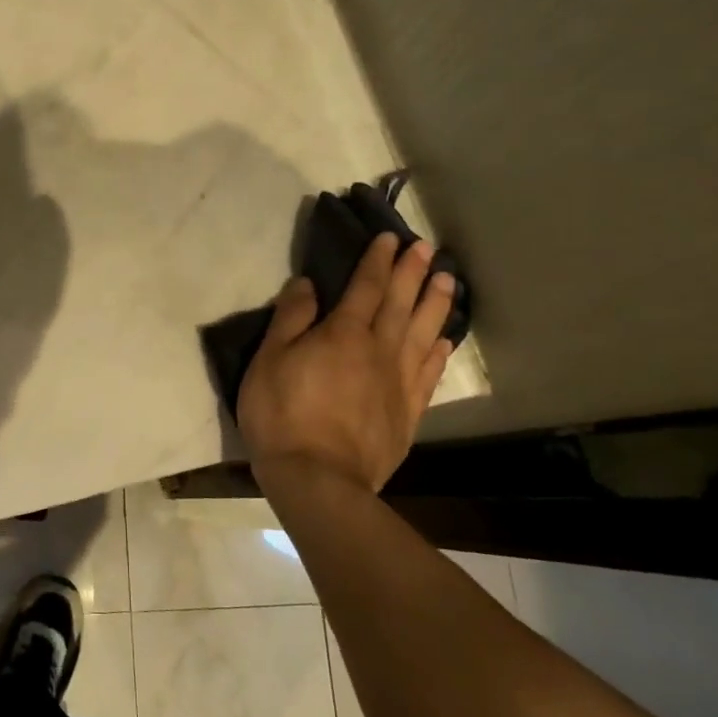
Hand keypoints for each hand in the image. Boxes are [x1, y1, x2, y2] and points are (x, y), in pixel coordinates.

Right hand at [238, 235, 455, 493]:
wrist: (317, 478)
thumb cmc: (282, 414)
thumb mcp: (269, 360)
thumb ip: (290, 319)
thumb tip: (307, 284)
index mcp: (343, 333)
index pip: (366, 286)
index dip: (378, 260)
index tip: (390, 238)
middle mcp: (379, 349)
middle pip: (401, 303)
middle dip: (414, 272)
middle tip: (428, 247)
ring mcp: (398, 382)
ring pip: (424, 333)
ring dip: (436, 304)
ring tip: (448, 280)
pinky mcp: (408, 413)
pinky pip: (429, 373)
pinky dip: (439, 352)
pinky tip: (445, 341)